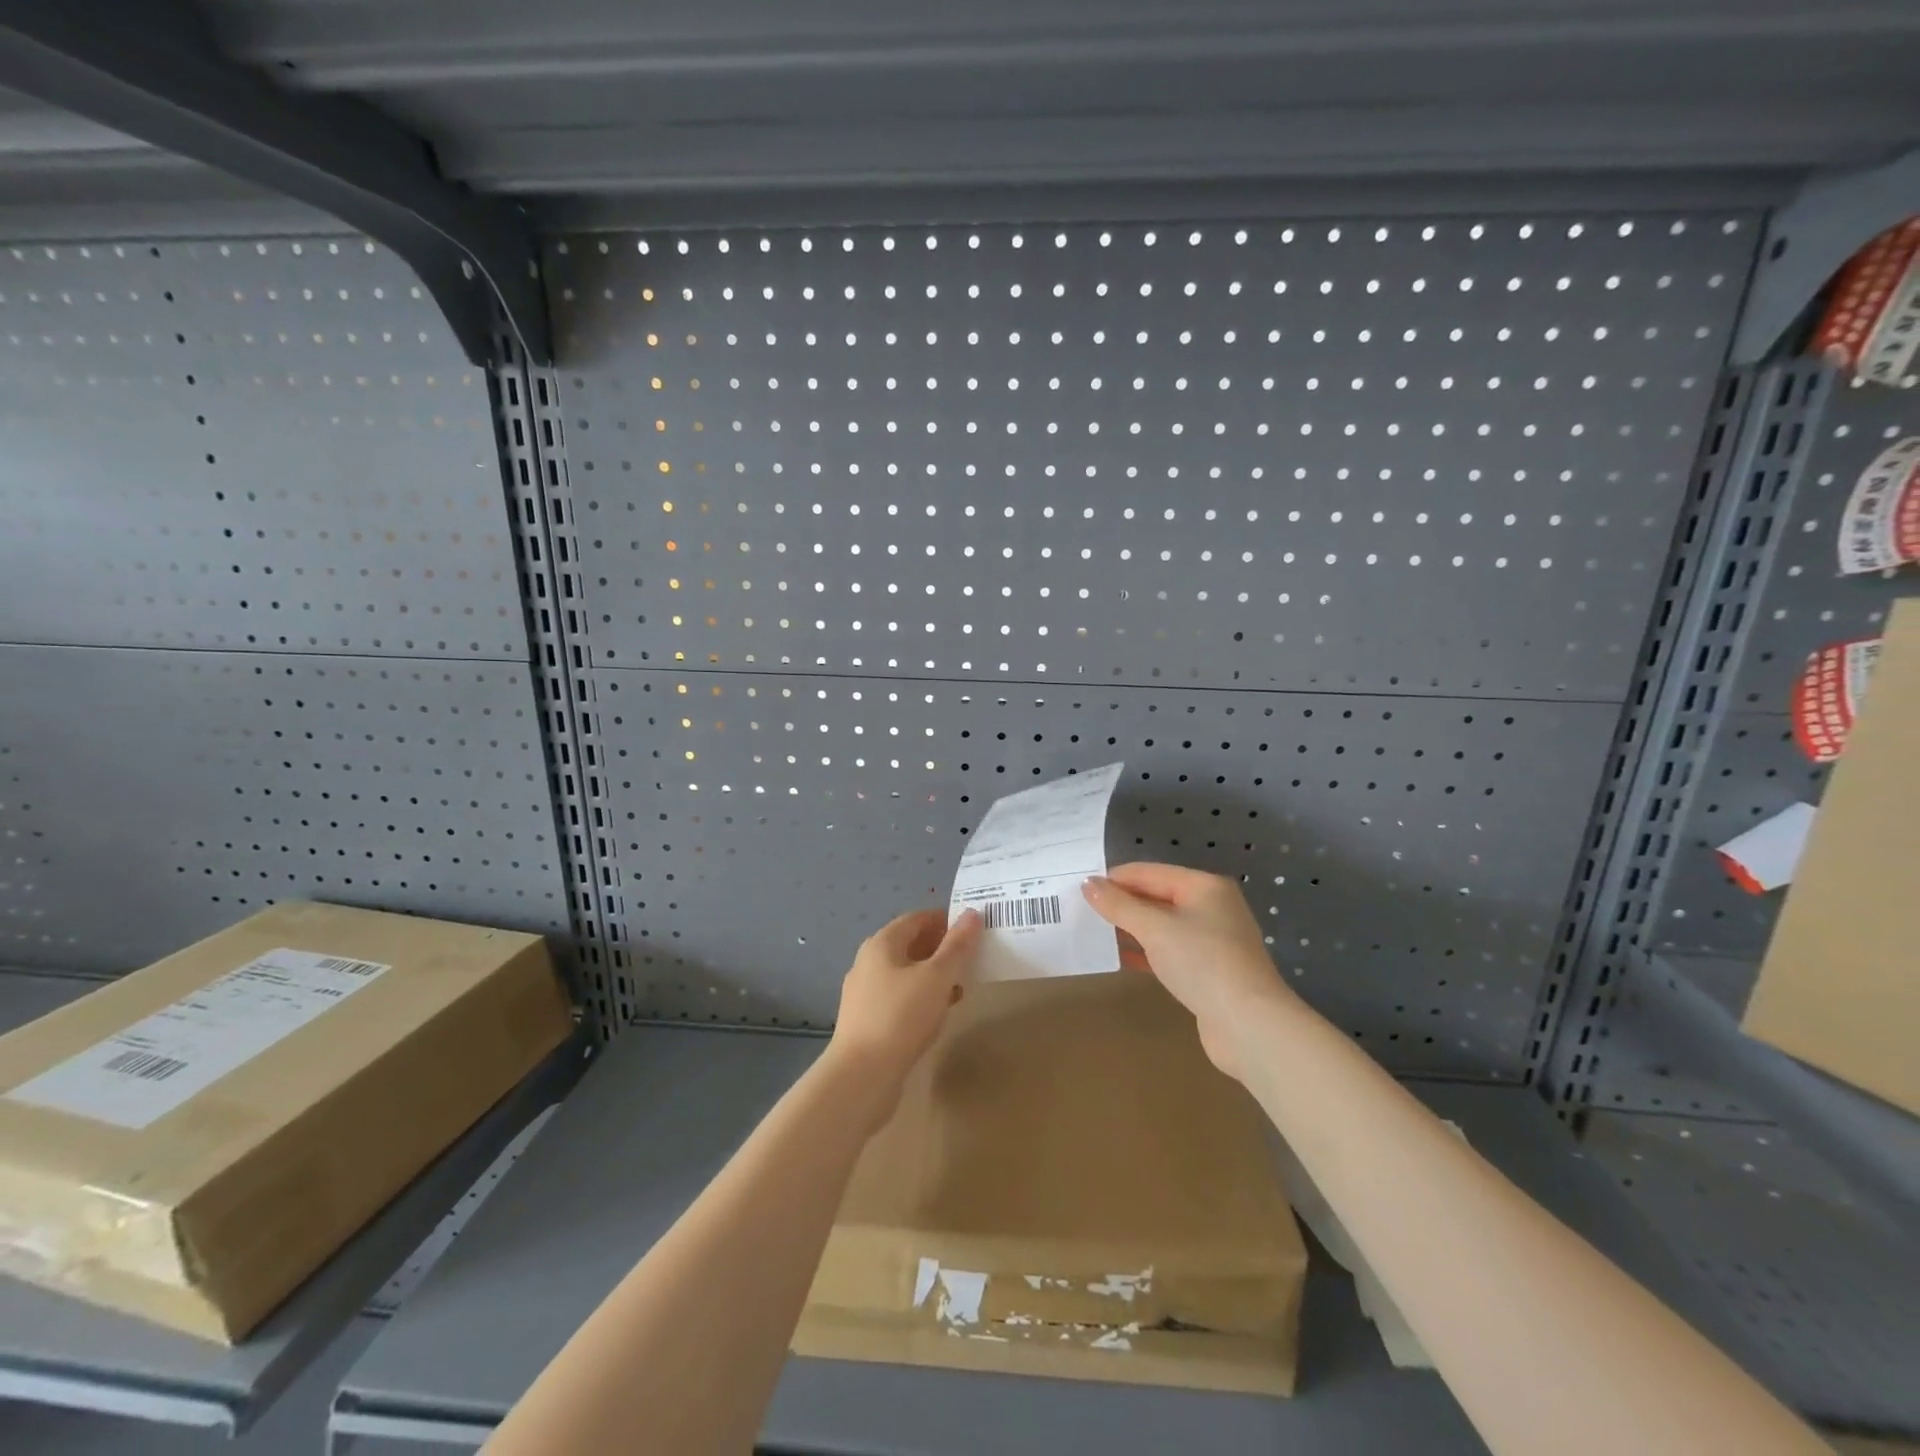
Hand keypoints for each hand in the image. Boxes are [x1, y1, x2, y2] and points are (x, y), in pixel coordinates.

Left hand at [828, 908, 981, 1113]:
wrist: (862, 1076)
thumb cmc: (901, 1016)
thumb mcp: (937, 977)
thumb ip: (957, 945)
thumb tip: (972, 914)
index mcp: (881, 944)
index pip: (916, 919)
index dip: (944, 920)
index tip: (972, 928)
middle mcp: (868, 962)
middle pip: (909, 945)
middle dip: (940, 948)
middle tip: (971, 957)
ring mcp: (865, 993)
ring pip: (905, 973)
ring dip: (933, 975)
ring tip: (961, 985)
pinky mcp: (867, 1021)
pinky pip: (899, 998)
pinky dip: (921, 997)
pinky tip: (940, 1012)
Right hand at [1082, 863, 1295, 1081]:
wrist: (1248, 1025)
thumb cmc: (1202, 962)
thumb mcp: (1154, 928)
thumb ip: (1119, 905)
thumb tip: (1089, 884)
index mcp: (1204, 886)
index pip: (1149, 872)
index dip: (1114, 878)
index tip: (1080, 888)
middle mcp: (1212, 907)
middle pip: (1157, 896)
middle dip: (1122, 903)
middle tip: (1082, 910)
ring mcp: (1213, 940)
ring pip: (1163, 925)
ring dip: (1131, 928)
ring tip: (1095, 932)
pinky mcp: (1210, 970)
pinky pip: (1170, 950)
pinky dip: (1146, 951)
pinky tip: (1121, 957)